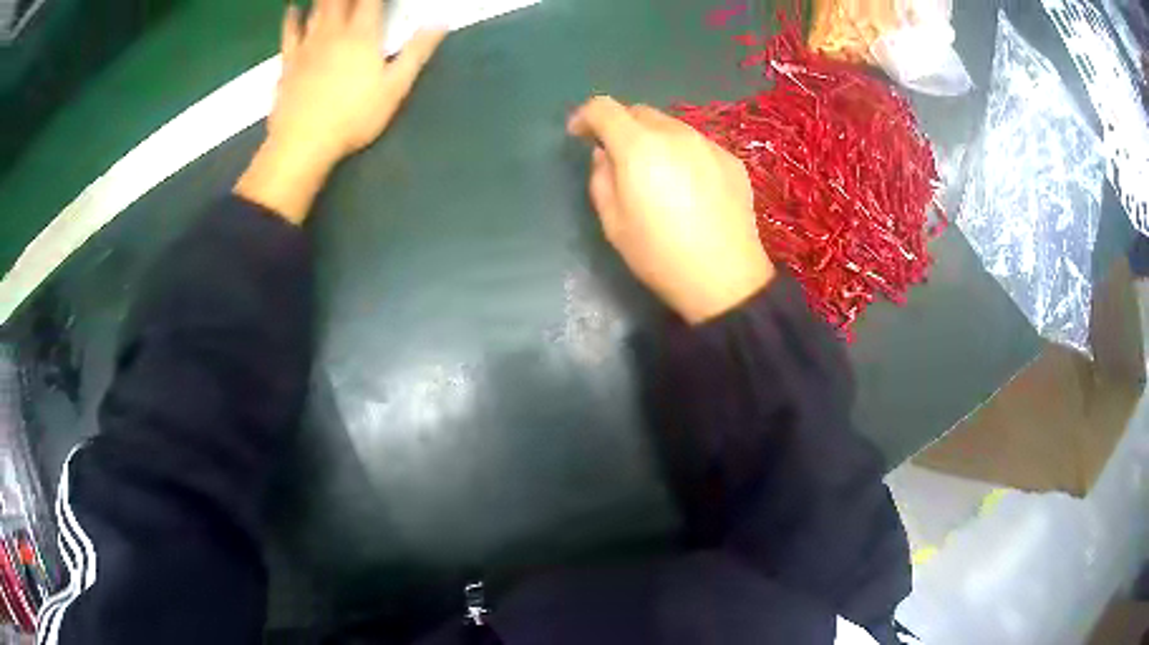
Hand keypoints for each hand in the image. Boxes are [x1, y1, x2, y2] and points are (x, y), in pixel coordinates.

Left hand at [235, 0, 446, 223]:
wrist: (302, 143)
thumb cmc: (353, 118)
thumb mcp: (395, 88)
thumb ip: (416, 52)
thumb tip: (439, 22)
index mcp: (363, 36)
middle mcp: (334, 32)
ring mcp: (308, 45)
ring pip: (317, 9)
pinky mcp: (289, 61)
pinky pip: (289, 32)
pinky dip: (291, 17)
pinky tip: (292, 9)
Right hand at [568, 96, 774, 323]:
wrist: (725, 278)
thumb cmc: (660, 255)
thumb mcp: (613, 223)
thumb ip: (600, 178)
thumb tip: (605, 154)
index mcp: (639, 147)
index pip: (604, 108)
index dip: (585, 116)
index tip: (579, 134)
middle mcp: (675, 134)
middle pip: (639, 112)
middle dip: (621, 127)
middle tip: (618, 157)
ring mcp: (708, 144)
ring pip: (671, 126)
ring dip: (654, 139)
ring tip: (656, 173)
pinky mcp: (731, 160)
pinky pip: (697, 145)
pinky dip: (683, 154)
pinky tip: (689, 187)